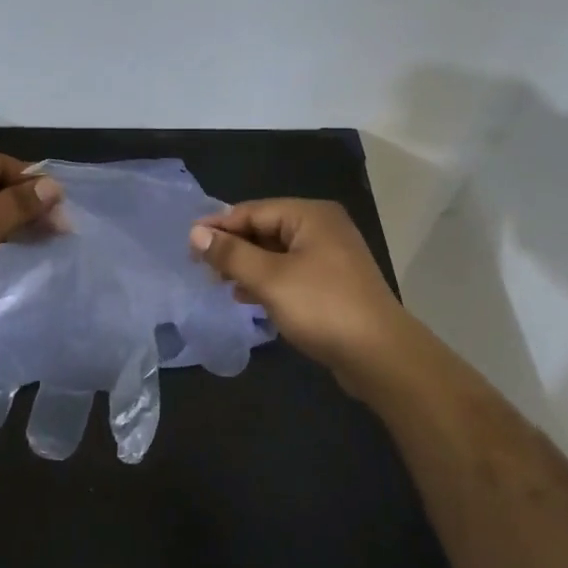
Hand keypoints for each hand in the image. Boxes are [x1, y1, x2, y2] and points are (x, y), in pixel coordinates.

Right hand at [190, 199, 411, 378]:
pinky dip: (266, 281)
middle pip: (264, 229)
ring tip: (219, 283)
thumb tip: (196, 233)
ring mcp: (330, 257)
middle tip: (200, 267)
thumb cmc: (322, 307)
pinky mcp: (332, 283)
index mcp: (310, 215)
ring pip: (275, 253)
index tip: (187, 244)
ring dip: (246, 266)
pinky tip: (246, 297)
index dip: (218, 226)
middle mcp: (322, 228)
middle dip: (232, 247)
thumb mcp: (269, 279)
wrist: (380, 356)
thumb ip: (231, 254)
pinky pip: (289, 272)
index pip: (252, 211)